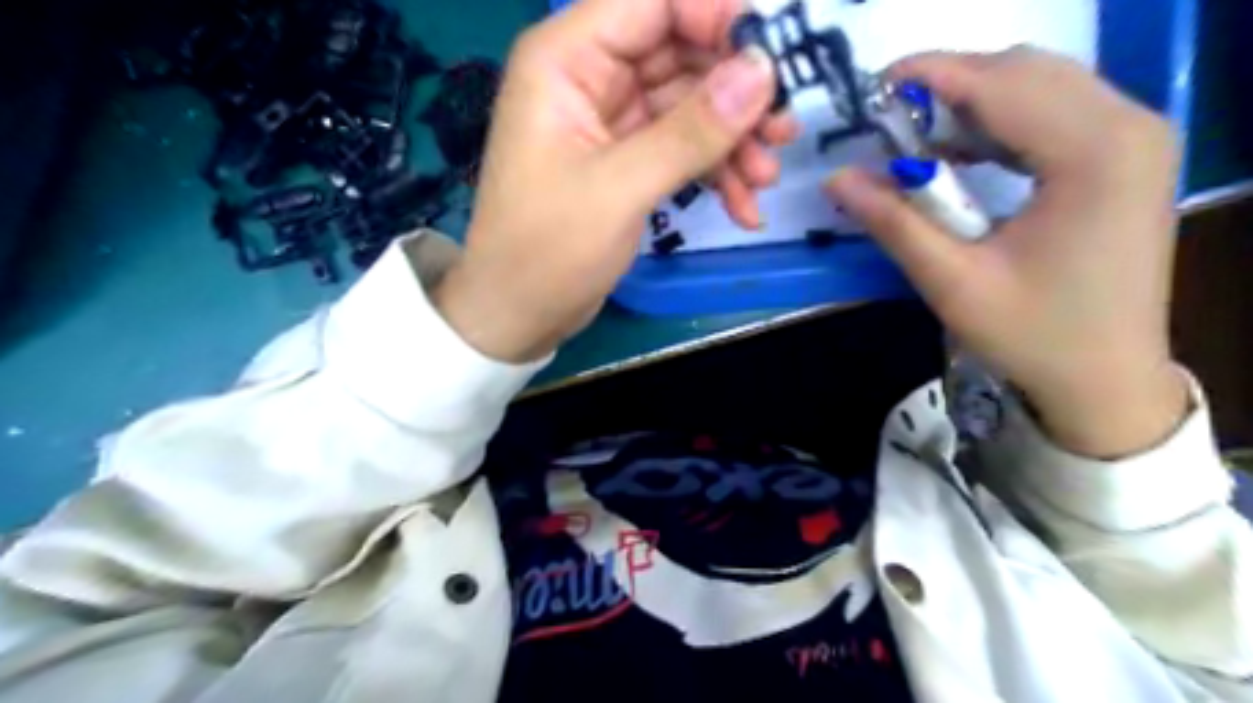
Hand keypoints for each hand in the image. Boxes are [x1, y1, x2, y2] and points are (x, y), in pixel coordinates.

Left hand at [436, 0, 796, 362]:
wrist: (519, 313)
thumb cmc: (547, 250)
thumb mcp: (619, 188)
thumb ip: (691, 131)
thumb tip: (764, 71)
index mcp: (567, 59)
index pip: (654, 2)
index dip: (717, 17)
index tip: (772, 60)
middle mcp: (590, 77)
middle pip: (680, 52)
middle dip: (736, 92)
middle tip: (783, 129)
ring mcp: (611, 121)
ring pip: (689, 105)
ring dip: (732, 139)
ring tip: (765, 177)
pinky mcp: (627, 161)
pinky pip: (682, 148)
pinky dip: (714, 172)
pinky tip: (742, 206)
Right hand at [831, 47, 1186, 458]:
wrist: (1108, 379)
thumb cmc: (1033, 336)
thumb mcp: (953, 282)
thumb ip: (894, 222)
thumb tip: (837, 179)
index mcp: (1095, 154)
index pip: (1002, 83)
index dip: (931, 76)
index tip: (872, 89)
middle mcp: (1130, 127)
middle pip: (1025, 71)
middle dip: (950, 87)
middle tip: (890, 125)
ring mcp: (1137, 139)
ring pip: (1041, 84)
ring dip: (974, 103)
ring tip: (918, 143)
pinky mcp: (1128, 157)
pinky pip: (1057, 111)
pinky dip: (1001, 122)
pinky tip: (964, 156)